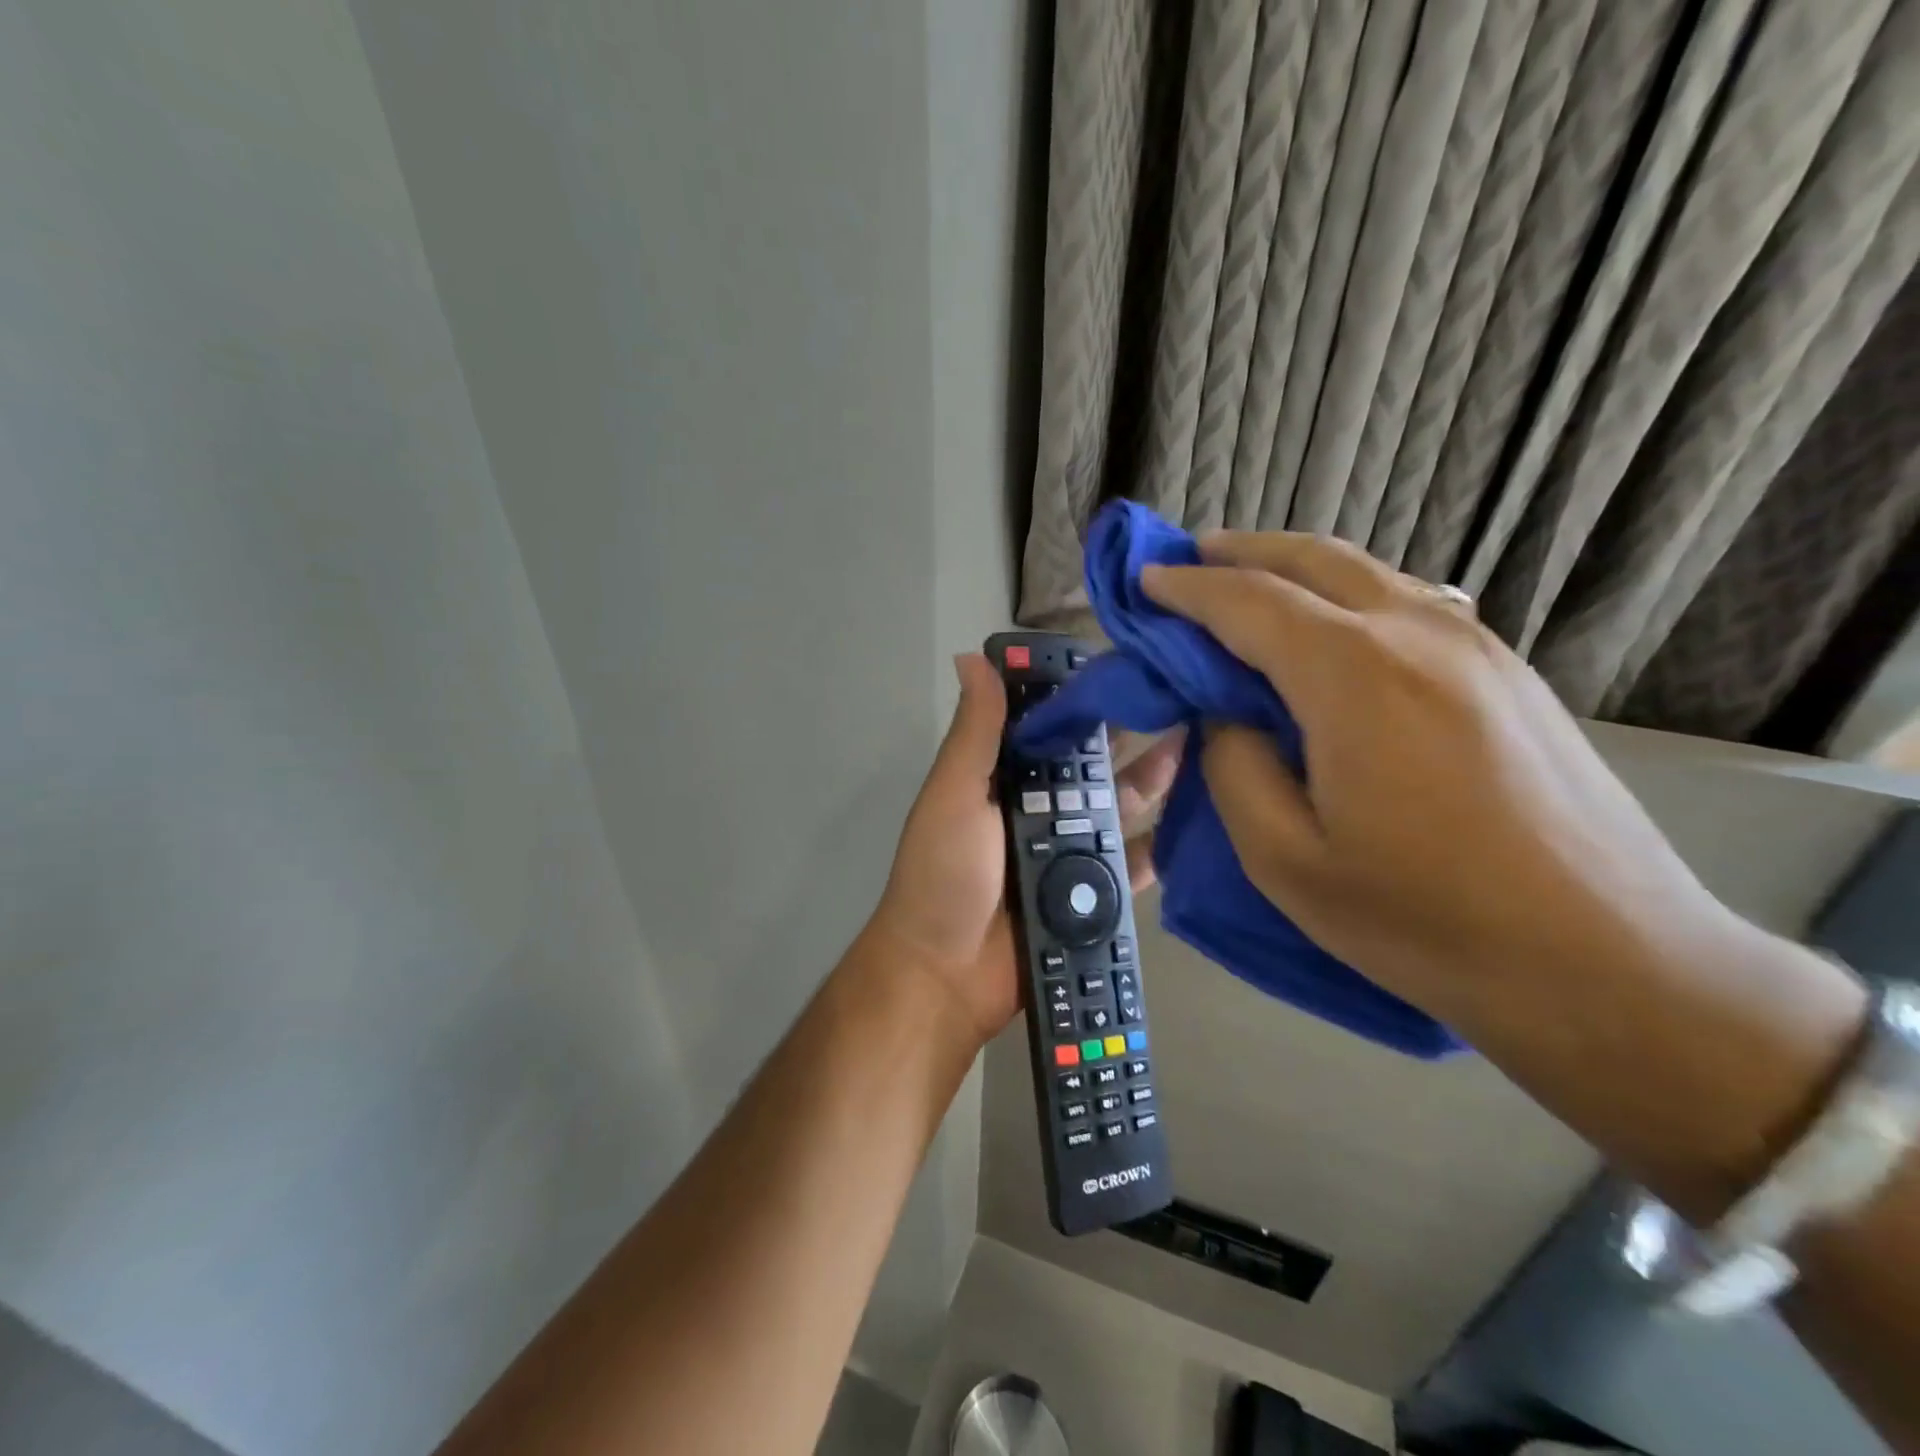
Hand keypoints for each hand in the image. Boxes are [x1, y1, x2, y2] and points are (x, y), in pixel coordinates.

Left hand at [867, 653, 1179, 1046]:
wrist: (946, 976)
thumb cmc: (944, 874)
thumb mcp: (954, 795)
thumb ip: (975, 733)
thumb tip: (973, 656)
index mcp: (1004, 780)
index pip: (1048, 728)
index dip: (1082, 698)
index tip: (1126, 662)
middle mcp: (1039, 810)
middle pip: (1092, 766)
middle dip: (1130, 734)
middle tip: (1184, 697)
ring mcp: (1069, 854)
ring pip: (1120, 808)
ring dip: (1156, 779)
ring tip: (1204, 741)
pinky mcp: (1094, 896)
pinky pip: (1136, 864)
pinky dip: (1164, 843)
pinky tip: (1204, 816)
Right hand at [1140, 532, 1734, 1032]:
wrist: (1609, 962)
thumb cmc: (1427, 919)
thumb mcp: (1286, 860)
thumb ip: (1235, 767)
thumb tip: (1228, 715)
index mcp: (1352, 674)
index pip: (1247, 602)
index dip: (1186, 588)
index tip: (1144, 580)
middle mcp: (1416, 633)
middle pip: (1311, 560)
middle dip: (1239, 552)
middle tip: (1190, 559)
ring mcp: (1475, 646)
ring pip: (1366, 573)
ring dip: (1295, 568)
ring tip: (1250, 582)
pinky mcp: (1509, 672)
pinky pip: (1408, 602)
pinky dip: (1348, 593)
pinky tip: (1332, 625)